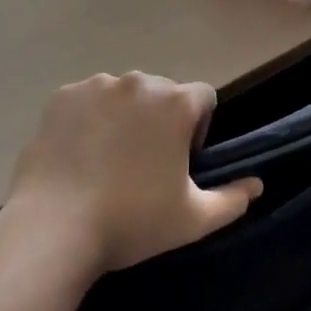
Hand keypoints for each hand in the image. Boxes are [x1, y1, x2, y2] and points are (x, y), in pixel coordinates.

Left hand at [5, 71, 262, 277]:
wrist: (54, 227)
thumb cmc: (132, 221)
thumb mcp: (192, 219)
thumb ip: (232, 199)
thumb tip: (257, 185)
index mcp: (175, 103)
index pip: (203, 97)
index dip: (199, 126)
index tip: (182, 160)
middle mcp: (139, 82)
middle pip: (161, 93)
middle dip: (160, 120)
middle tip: (144, 165)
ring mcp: (97, 85)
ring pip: (123, 94)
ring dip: (124, 116)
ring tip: (107, 161)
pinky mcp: (63, 96)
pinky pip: (86, 100)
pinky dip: (88, 118)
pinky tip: (78, 155)